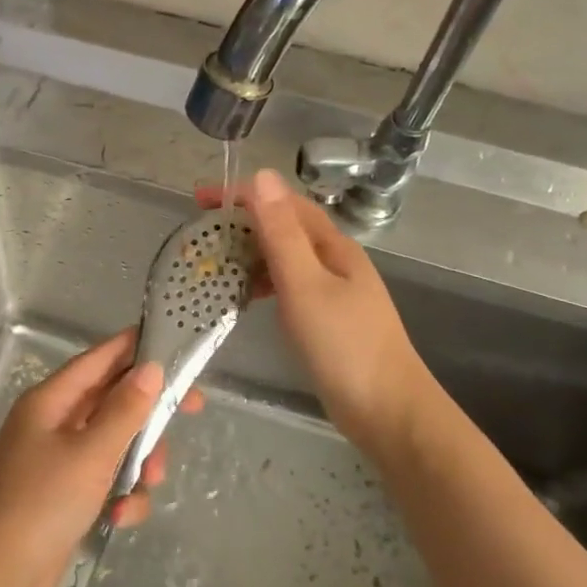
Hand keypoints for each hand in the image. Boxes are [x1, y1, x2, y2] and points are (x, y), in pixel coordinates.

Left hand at [0, 330, 200, 586]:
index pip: (99, 359)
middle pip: (113, 401)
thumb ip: (125, 410)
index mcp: (51, 401)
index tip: (176, 347)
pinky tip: (120, 517)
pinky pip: (105, 479)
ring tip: (148, 484)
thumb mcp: (91, 453)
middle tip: (191, 412)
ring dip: (138, 462)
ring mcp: (59, 459)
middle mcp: (54, 422)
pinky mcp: (66, 493)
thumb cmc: (42, 503)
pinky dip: (119, 494)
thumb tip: (151, 368)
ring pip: (116, 442)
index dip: (136, 349)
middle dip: (148, 414)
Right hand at [199, 168, 433, 456]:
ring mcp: (332, 290)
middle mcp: (333, 260)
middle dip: (242, 222)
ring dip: (249, 252)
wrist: (387, 410)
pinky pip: (287, 285)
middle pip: (284, 227)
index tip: (199, 199)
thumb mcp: (305, 285)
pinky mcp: (325, 317)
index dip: (242, 195)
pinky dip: (261, 282)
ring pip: (284, 258)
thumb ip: (282, 234)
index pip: (283, 204)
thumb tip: (263, 176)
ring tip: (213, 262)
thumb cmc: (344, 346)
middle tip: (199, 233)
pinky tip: (245, 296)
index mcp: (332, 246)